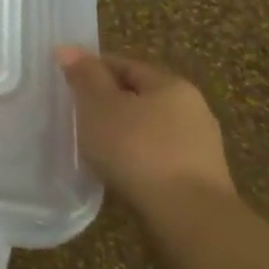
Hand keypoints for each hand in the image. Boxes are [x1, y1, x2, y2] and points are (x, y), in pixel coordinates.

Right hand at [58, 48, 234, 216]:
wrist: (189, 219)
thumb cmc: (138, 150)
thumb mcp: (99, 106)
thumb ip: (84, 76)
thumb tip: (67, 48)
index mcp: (171, 84)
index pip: (126, 65)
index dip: (93, 69)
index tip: (67, 83)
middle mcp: (193, 110)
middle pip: (141, 97)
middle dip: (110, 103)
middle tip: (77, 115)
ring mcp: (201, 148)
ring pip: (151, 130)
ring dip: (124, 134)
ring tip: (94, 147)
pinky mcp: (200, 182)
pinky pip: (159, 159)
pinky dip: (138, 160)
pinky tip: (119, 172)